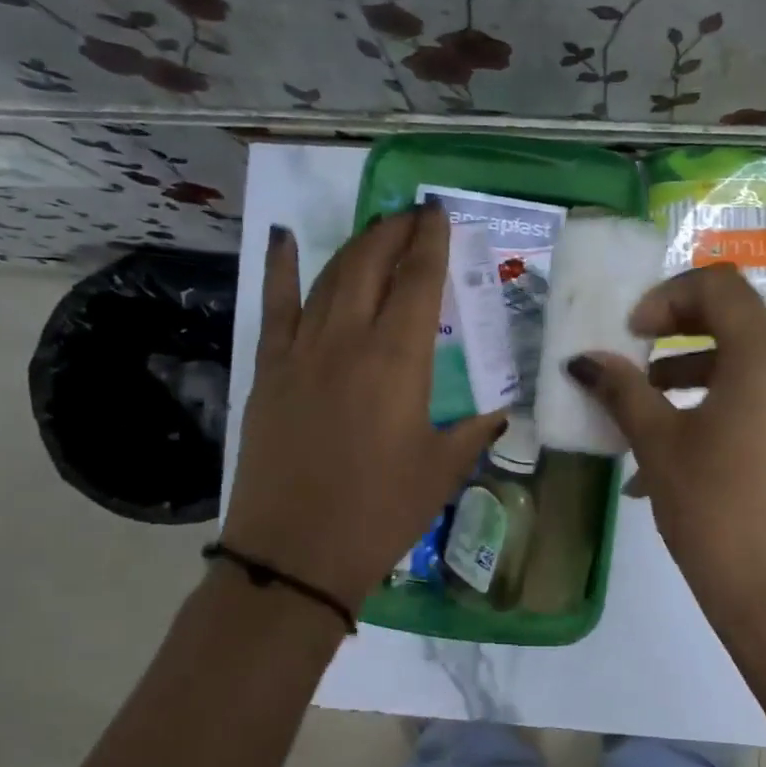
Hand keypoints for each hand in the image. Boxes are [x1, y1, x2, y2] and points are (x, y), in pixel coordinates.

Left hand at [223, 208, 504, 615]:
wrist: (295, 553)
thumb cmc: (380, 513)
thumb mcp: (441, 471)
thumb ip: (472, 432)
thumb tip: (496, 415)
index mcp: (398, 360)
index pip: (418, 281)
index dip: (430, 241)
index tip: (438, 213)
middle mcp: (348, 339)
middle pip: (371, 264)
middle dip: (394, 231)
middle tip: (412, 215)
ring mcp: (301, 350)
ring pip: (330, 277)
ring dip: (356, 245)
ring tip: (376, 228)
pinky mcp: (269, 369)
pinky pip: (275, 306)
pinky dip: (281, 268)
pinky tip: (284, 239)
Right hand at [565, 265, 765, 643]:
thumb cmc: (715, 511)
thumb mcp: (660, 446)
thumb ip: (622, 391)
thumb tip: (583, 361)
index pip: (720, 286)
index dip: (667, 296)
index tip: (631, 333)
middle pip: (731, 321)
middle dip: (673, 334)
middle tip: (630, 360)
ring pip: (739, 366)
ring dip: (684, 376)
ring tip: (637, 414)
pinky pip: (751, 403)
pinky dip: (708, 409)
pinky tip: (664, 458)